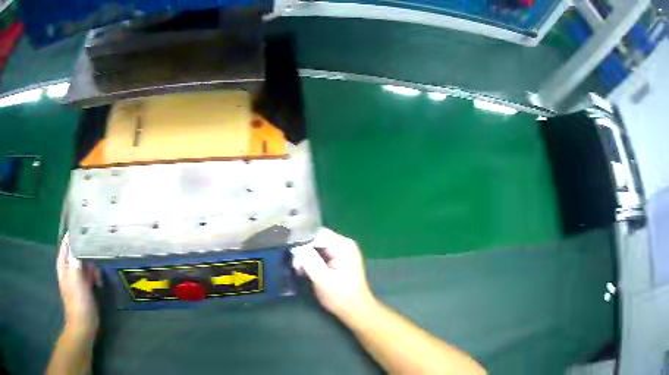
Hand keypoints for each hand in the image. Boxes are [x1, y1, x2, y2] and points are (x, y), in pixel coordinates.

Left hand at [56, 233, 98, 336]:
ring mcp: (76, 278)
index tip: (87, 230)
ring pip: (84, 263)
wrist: (84, 325)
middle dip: (87, 253)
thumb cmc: (78, 301)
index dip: (75, 235)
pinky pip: (89, 274)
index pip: (67, 242)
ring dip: (92, 266)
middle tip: (96, 256)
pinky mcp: (84, 287)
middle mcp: (68, 268)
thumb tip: (78, 239)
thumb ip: (75, 258)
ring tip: (98, 273)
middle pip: (77, 252)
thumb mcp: (75, 277)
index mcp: (63, 264)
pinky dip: (94, 275)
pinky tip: (99, 280)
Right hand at [291, 228, 375, 319]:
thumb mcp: (322, 279)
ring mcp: (342, 250)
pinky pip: (321, 252)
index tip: (289, 253)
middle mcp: (343, 243)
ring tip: (298, 270)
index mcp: (342, 245)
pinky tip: (305, 271)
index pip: (316, 233)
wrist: (356, 310)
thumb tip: (294, 245)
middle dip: (302, 250)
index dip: (301, 241)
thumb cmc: (340, 296)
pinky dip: (311, 260)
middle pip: (316, 238)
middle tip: (294, 265)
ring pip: (316, 245)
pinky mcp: (339, 258)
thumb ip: (308, 259)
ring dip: (305, 256)